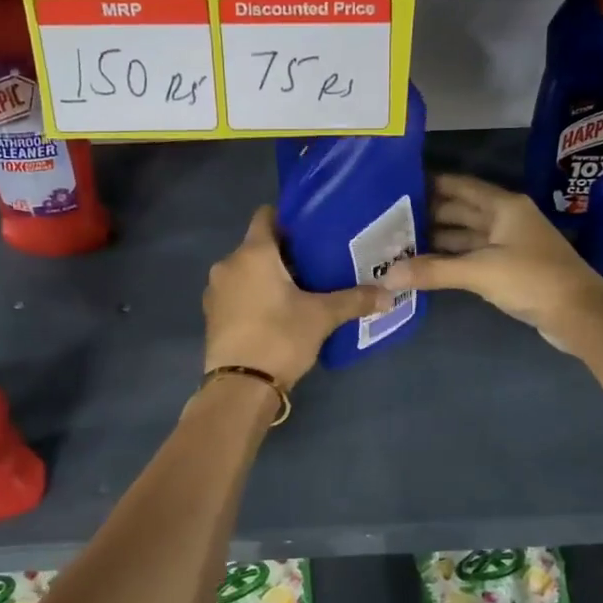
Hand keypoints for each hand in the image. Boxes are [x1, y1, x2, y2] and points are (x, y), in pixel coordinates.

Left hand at [203, 207, 389, 387]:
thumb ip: (354, 300)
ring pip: (247, 271)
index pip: (266, 215)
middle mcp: (228, 264)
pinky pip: (237, 293)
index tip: (313, 228)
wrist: (240, 386)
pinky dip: (255, 295)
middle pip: (258, 245)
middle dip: (285, 252)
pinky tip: (277, 312)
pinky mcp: (212, 315)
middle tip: (317, 262)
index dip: (289, 217)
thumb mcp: (322, 317)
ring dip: (268, 276)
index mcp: (253, 253)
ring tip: (300, 288)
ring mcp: (216, 291)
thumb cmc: (279, 337)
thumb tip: (389, 294)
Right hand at [381, 174, 602, 352]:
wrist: (580, 315)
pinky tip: (426, 266)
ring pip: (466, 235)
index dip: (431, 183)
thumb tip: (388, 276)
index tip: (397, 186)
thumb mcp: (480, 272)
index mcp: (504, 206)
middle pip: (461, 210)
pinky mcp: (510, 268)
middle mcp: (506, 219)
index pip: (460, 186)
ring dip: (437, 240)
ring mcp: (509, 244)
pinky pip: (473, 256)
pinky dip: (451, 260)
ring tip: (399, 244)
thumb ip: (434, 271)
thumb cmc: (533, 279)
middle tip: (389, 220)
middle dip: (427, 214)